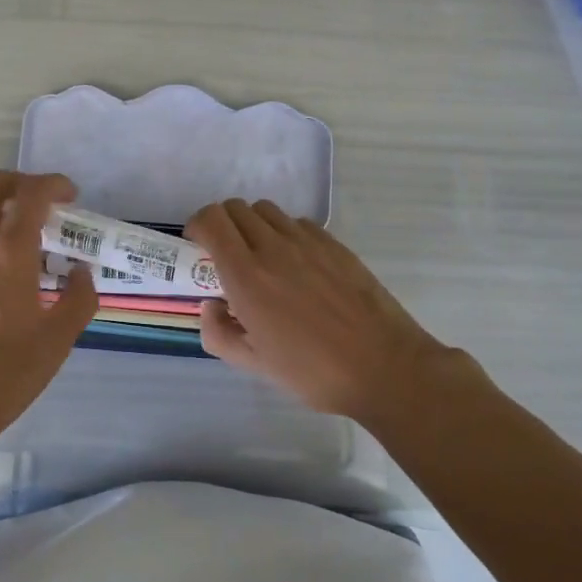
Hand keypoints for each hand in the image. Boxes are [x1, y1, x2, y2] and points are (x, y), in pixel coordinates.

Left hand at [0, 171, 96, 441]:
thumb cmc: (4, 374)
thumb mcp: (57, 340)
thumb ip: (79, 297)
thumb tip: (80, 272)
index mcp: (6, 255)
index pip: (29, 194)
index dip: (53, 185)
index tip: (70, 197)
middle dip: (17, 181)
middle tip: (40, 203)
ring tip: (22, 242)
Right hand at [184, 199, 466, 423]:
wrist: (384, 366)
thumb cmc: (313, 372)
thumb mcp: (254, 365)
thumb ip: (219, 333)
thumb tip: (211, 305)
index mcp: (246, 276)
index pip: (211, 219)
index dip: (197, 225)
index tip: (198, 247)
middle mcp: (273, 247)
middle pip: (235, 208)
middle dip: (222, 225)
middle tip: (226, 256)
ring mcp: (307, 241)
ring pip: (266, 210)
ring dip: (253, 226)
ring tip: (262, 257)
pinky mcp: (334, 243)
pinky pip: (297, 222)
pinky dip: (285, 233)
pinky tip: (297, 264)